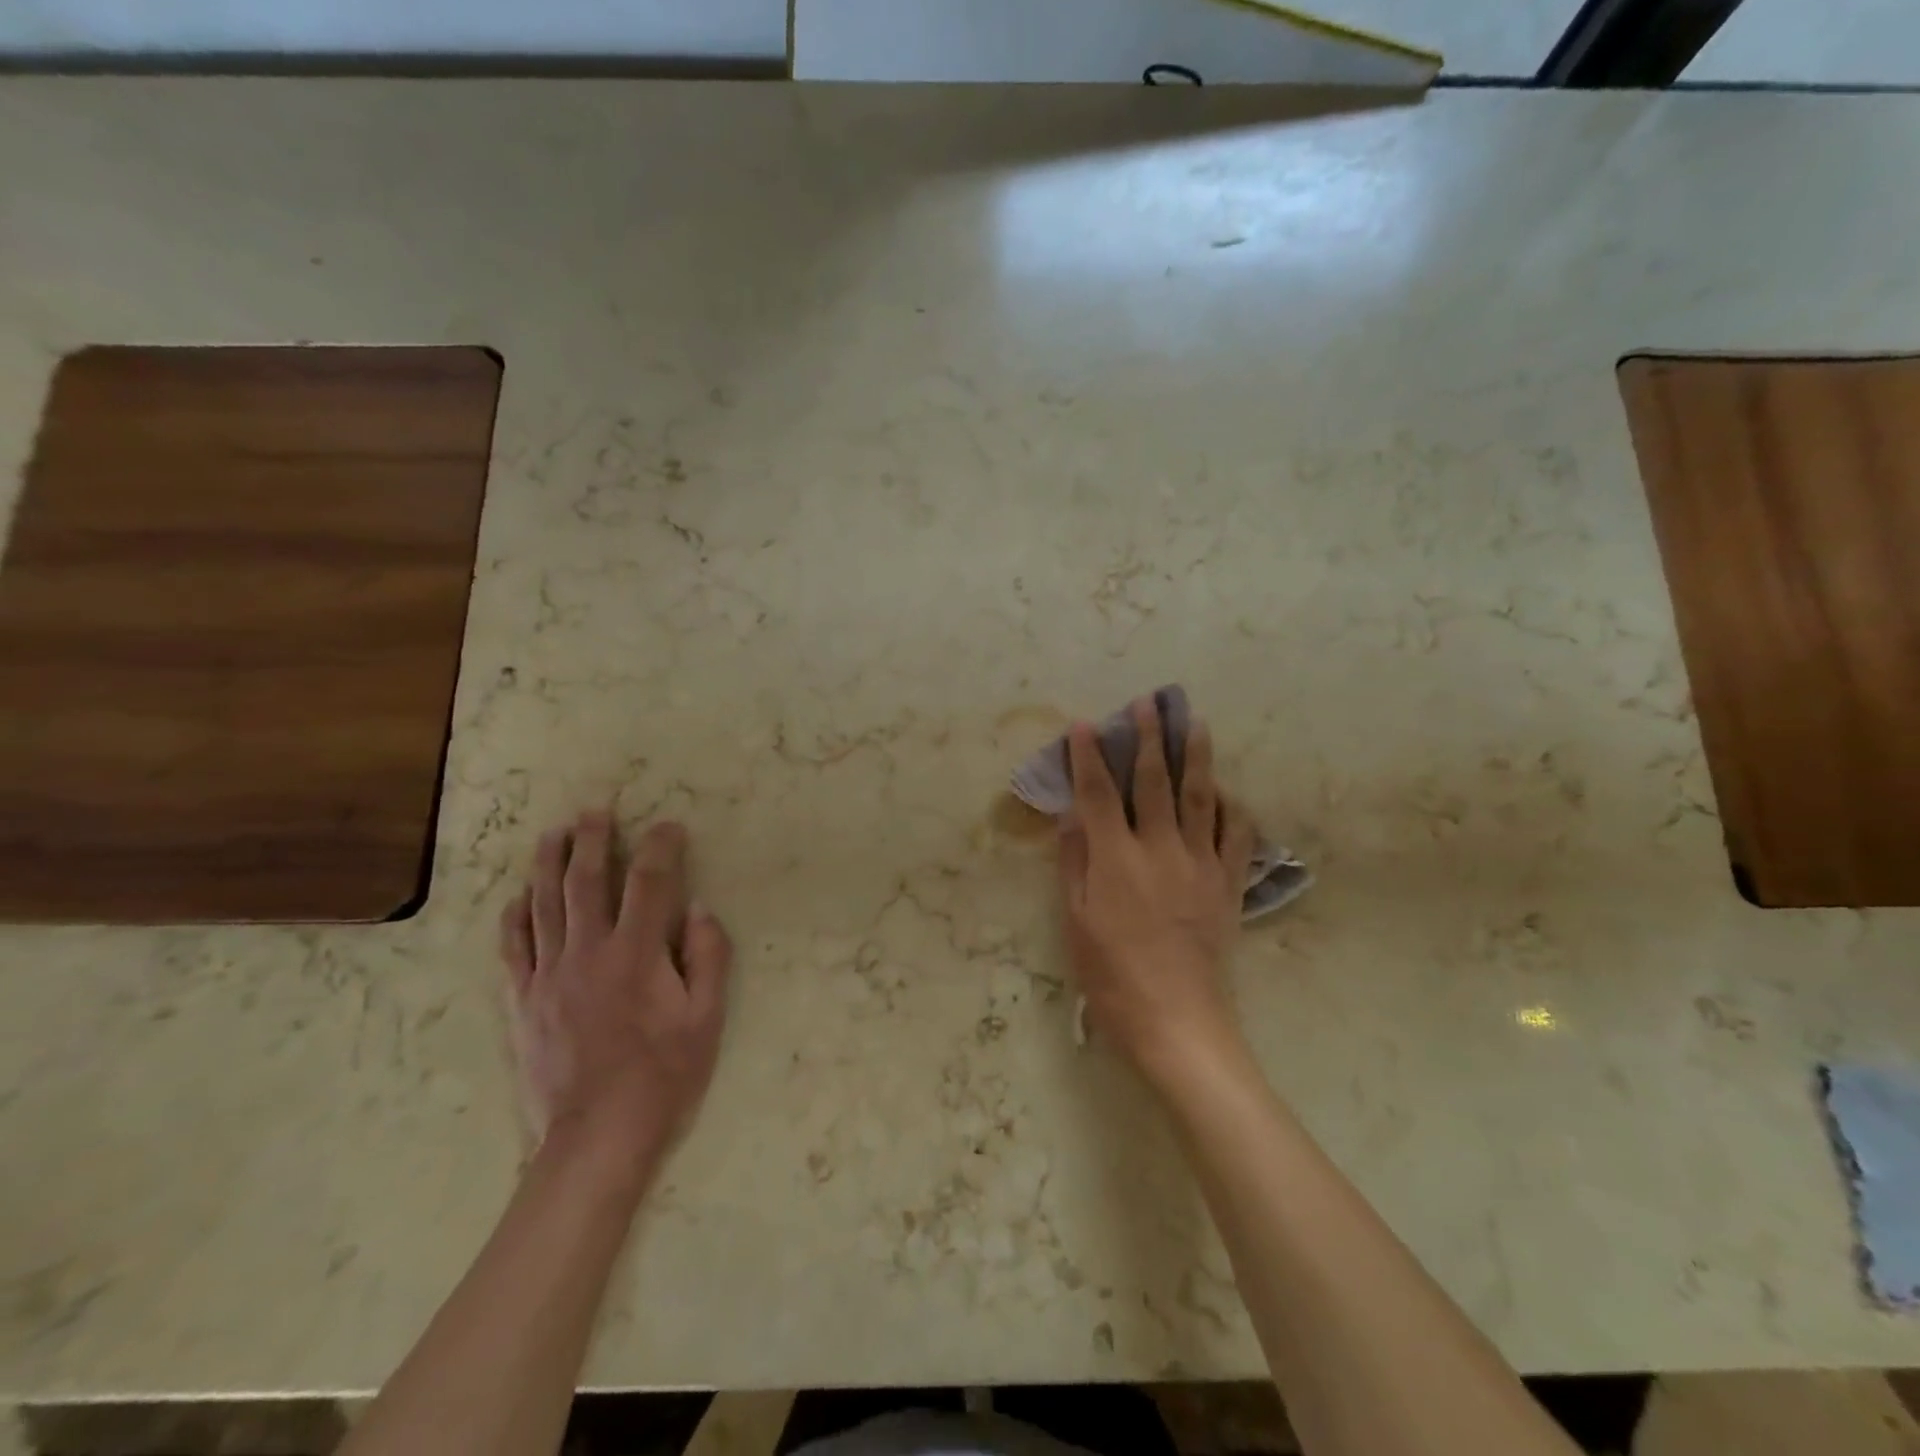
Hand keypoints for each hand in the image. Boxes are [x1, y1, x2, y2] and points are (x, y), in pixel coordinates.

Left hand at [500, 811, 731, 1166]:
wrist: (597, 1135)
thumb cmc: (663, 1074)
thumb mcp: (707, 1018)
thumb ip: (708, 957)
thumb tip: (699, 909)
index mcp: (636, 952)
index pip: (650, 882)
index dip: (661, 847)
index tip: (668, 825)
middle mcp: (588, 951)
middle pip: (587, 881)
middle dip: (593, 839)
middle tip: (594, 809)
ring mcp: (548, 975)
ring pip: (544, 905)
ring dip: (549, 864)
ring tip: (552, 834)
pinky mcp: (523, 1001)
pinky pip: (513, 948)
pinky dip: (514, 917)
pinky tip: (517, 897)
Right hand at [1057, 698, 1254, 1086]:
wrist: (1177, 1021)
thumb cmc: (1111, 976)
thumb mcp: (1075, 922)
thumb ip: (1075, 862)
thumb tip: (1072, 815)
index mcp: (1116, 859)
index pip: (1099, 793)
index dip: (1088, 756)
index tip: (1084, 725)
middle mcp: (1160, 849)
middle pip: (1154, 781)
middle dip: (1148, 738)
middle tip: (1149, 702)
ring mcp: (1200, 864)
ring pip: (1200, 797)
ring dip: (1196, 756)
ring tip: (1195, 723)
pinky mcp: (1228, 884)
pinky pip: (1236, 835)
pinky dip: (1232, 807)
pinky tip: (1227, 791)